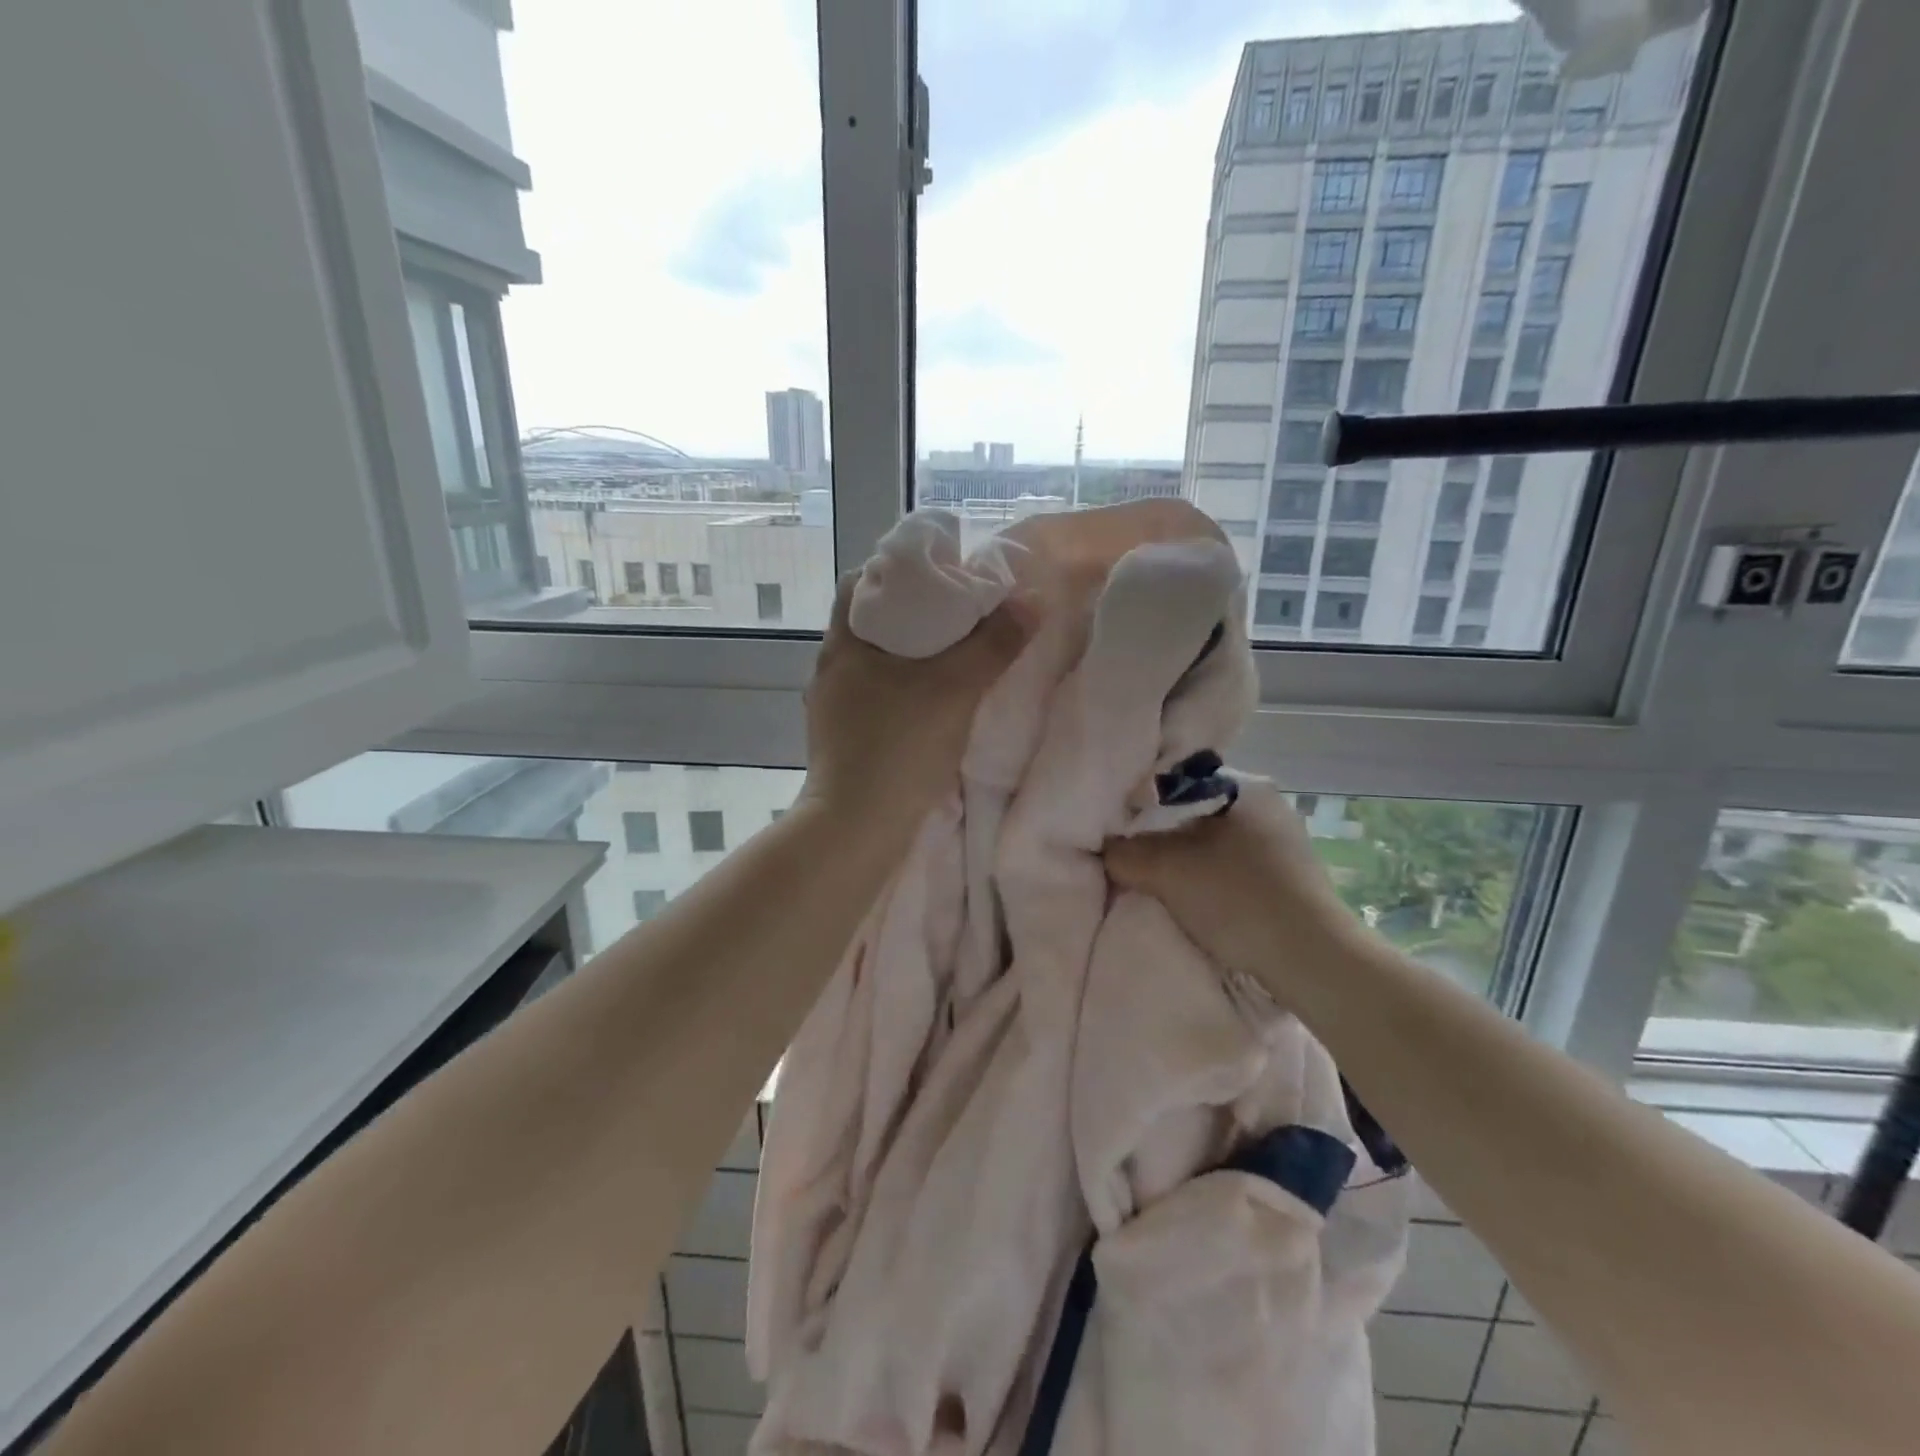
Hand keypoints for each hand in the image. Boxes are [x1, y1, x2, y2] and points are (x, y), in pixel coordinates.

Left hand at [798, 571, 1032, 834]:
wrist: (857, 828)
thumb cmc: (899, 748)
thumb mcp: (954, 690)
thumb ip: (993, 645)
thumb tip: (1031, 600)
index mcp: (844, 644)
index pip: (860, 582)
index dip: (897, 569)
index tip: (937, 572)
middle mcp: (830, 668)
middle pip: (870, 620)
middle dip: (911, 611)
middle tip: (957, 611)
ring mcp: (832, 706)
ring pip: (874, 660)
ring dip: (908, 651)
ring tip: (951, 651)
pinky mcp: (842, 736)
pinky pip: (875, 693)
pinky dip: (902, 685)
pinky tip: (931, 698)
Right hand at [1103, 780, 1367, 1003]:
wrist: (1311, 960)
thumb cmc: (1237, 898)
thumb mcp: (1166, 870)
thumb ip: (1124, 853)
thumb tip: (1106, 850)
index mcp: (1244, 786)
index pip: (1176, 782)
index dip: (1140, 804)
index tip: (1118, 830)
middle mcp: (1269, 806)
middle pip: (1194, 814)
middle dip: (1162, 836)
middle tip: (1132, 858)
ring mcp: (1283, 844)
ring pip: (1214, 844)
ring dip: (1186, 862)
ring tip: (1158, 883)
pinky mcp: (1290, 879)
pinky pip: (1233, 869)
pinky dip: (1210, 881)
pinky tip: (1196, 902)